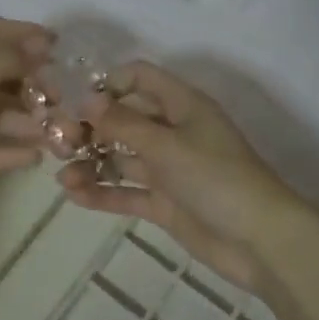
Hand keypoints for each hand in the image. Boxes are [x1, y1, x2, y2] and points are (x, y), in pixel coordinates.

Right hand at [56, 61, 301, 292]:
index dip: (107, 83)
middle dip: (91, 127)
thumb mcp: (167, 145)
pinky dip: (103, 192)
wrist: (261, 241)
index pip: (140, 78)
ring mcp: (169, 169)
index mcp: (182, 105)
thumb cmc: (216, 178)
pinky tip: (74, 196)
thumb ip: (123, 123)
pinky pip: (128, 192)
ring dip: (91, 163)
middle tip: (58, 141)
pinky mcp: (166, 203)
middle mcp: (173, 131)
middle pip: (124, 118)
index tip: (74, 99)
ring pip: (122, 157)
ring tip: (62, 176)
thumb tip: (85, 98)